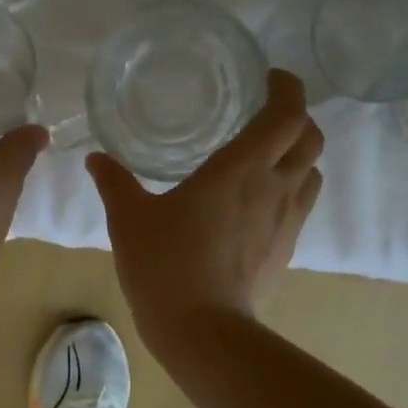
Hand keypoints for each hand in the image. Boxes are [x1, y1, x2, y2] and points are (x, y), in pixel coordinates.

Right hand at [88, 69, 322, 349]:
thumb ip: (114, 183)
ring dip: (298, 154)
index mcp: (240, 168)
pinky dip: (291, 188)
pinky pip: (302, 204)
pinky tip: (259, 200)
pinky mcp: (286, 248)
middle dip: (297, 117)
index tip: (270, 79)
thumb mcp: (129, 219)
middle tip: (267, 113)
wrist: (201, 329)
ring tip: (267, 155)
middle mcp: (274, 186)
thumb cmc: (164, 265)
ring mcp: (286, 220)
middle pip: (311, 137)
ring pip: (312, 171)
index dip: (287, 88)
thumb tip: (95, 159)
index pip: (286, 113)